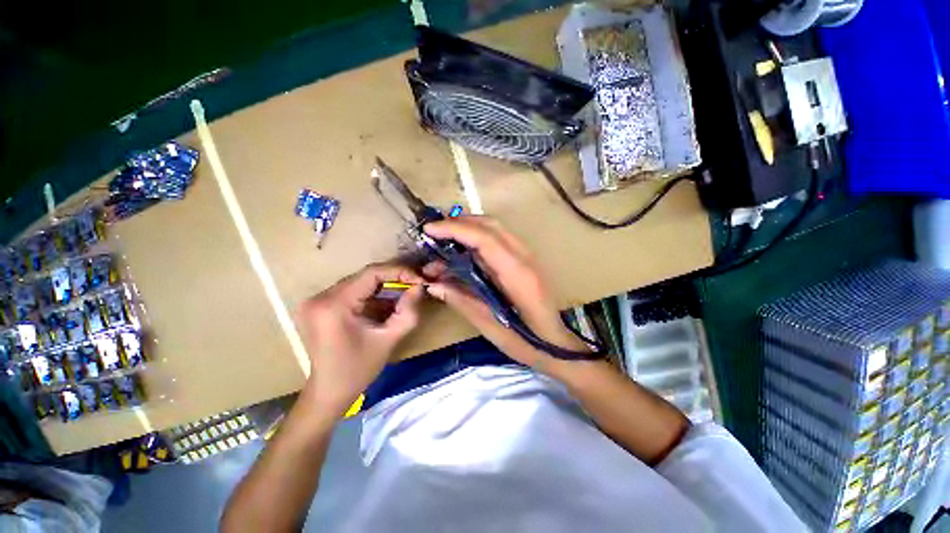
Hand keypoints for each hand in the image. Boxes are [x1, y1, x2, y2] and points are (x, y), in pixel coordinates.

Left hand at [297, 264, 424, 414]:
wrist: (328, 392)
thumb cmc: (359, 369)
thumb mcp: (390, 339)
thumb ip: (408, 311)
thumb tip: (420, 286)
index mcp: (334, 305)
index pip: (371, 273)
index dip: (399, 271)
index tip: (419, 278)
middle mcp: (320, 297)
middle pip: (364, 276)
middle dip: (393, 278)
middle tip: (415, 283)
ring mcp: (316, 300)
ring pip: (359, 282)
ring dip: (384, 285)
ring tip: (405, 291)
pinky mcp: (319, 305)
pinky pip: (352, 290)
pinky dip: (372, 293)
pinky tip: (386, 301)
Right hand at [422, 216, 589, 370]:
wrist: (557, 344)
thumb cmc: (526, 342)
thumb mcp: (489, 326)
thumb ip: (461, 300)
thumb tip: (433, 284)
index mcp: (517, 274)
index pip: (485, 239)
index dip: (455, 229)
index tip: (429, 231)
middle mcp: (524, 257)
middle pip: (490, 225)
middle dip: (458, 223)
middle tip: (433, 233)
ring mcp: (527, 256)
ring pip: (494, 229)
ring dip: (467, 228)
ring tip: (443, 240)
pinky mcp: (524, 260)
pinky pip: (498, 239)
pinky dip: (477, 238)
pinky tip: (462, 250)